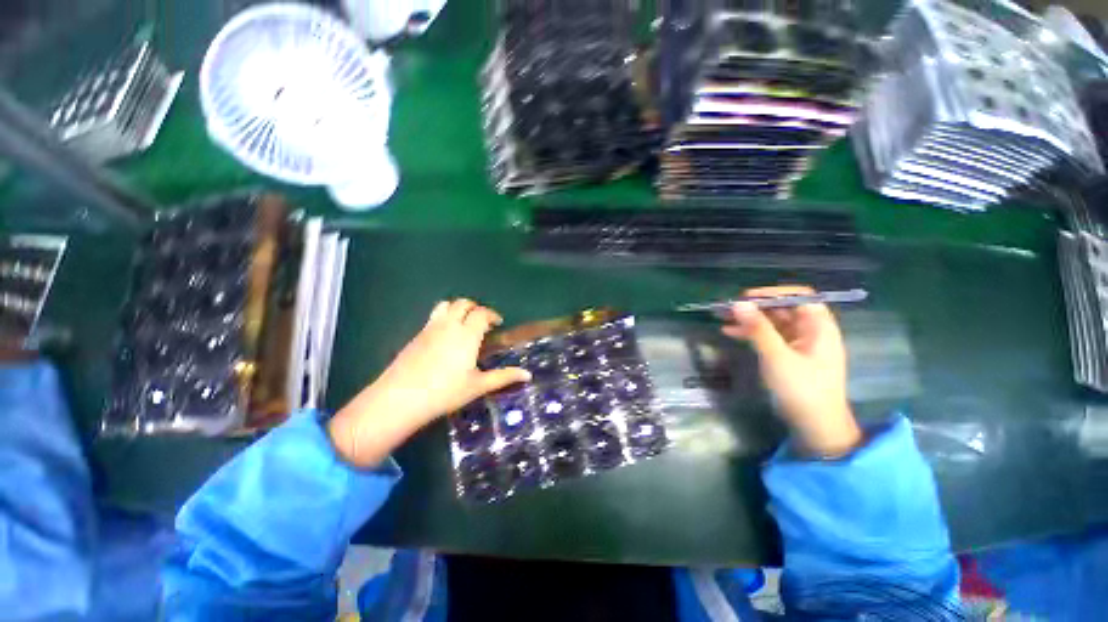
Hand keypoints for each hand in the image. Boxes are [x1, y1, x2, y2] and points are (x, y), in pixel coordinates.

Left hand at [328, 299, 530, 467]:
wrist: (400, 399)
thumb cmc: (445, 392)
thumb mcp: (478, 385)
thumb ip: (504, 377)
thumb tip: (528, 375)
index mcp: (467, 334)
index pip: (482, 313)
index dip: (492, 315)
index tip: (498, 323)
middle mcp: (449, 325)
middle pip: (463, 303)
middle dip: (476, 308)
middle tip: (482, 322)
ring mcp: (430, 328)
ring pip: (445, 305)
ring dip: (458, 308)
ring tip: (463, 323)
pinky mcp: (416, 335)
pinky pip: (433, 316)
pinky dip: (444, 317)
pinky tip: (445, 337)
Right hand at [722, 285, 861, 456]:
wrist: (815, 427)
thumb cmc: (802, 390)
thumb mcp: (777, 357)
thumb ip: (758, 329)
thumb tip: (738, 304)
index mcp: (819, 327)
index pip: (799, 296)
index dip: (772, 293)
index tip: (746, 297)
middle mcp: (811, 332)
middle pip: (782, 309)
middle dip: (754, 307)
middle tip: (727, 308)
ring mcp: (800, 345)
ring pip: (772, 323)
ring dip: (749, 320)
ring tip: (722, 318)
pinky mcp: (789, 356)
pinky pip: (768, 338)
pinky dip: (751, 334)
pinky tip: (730, 333)